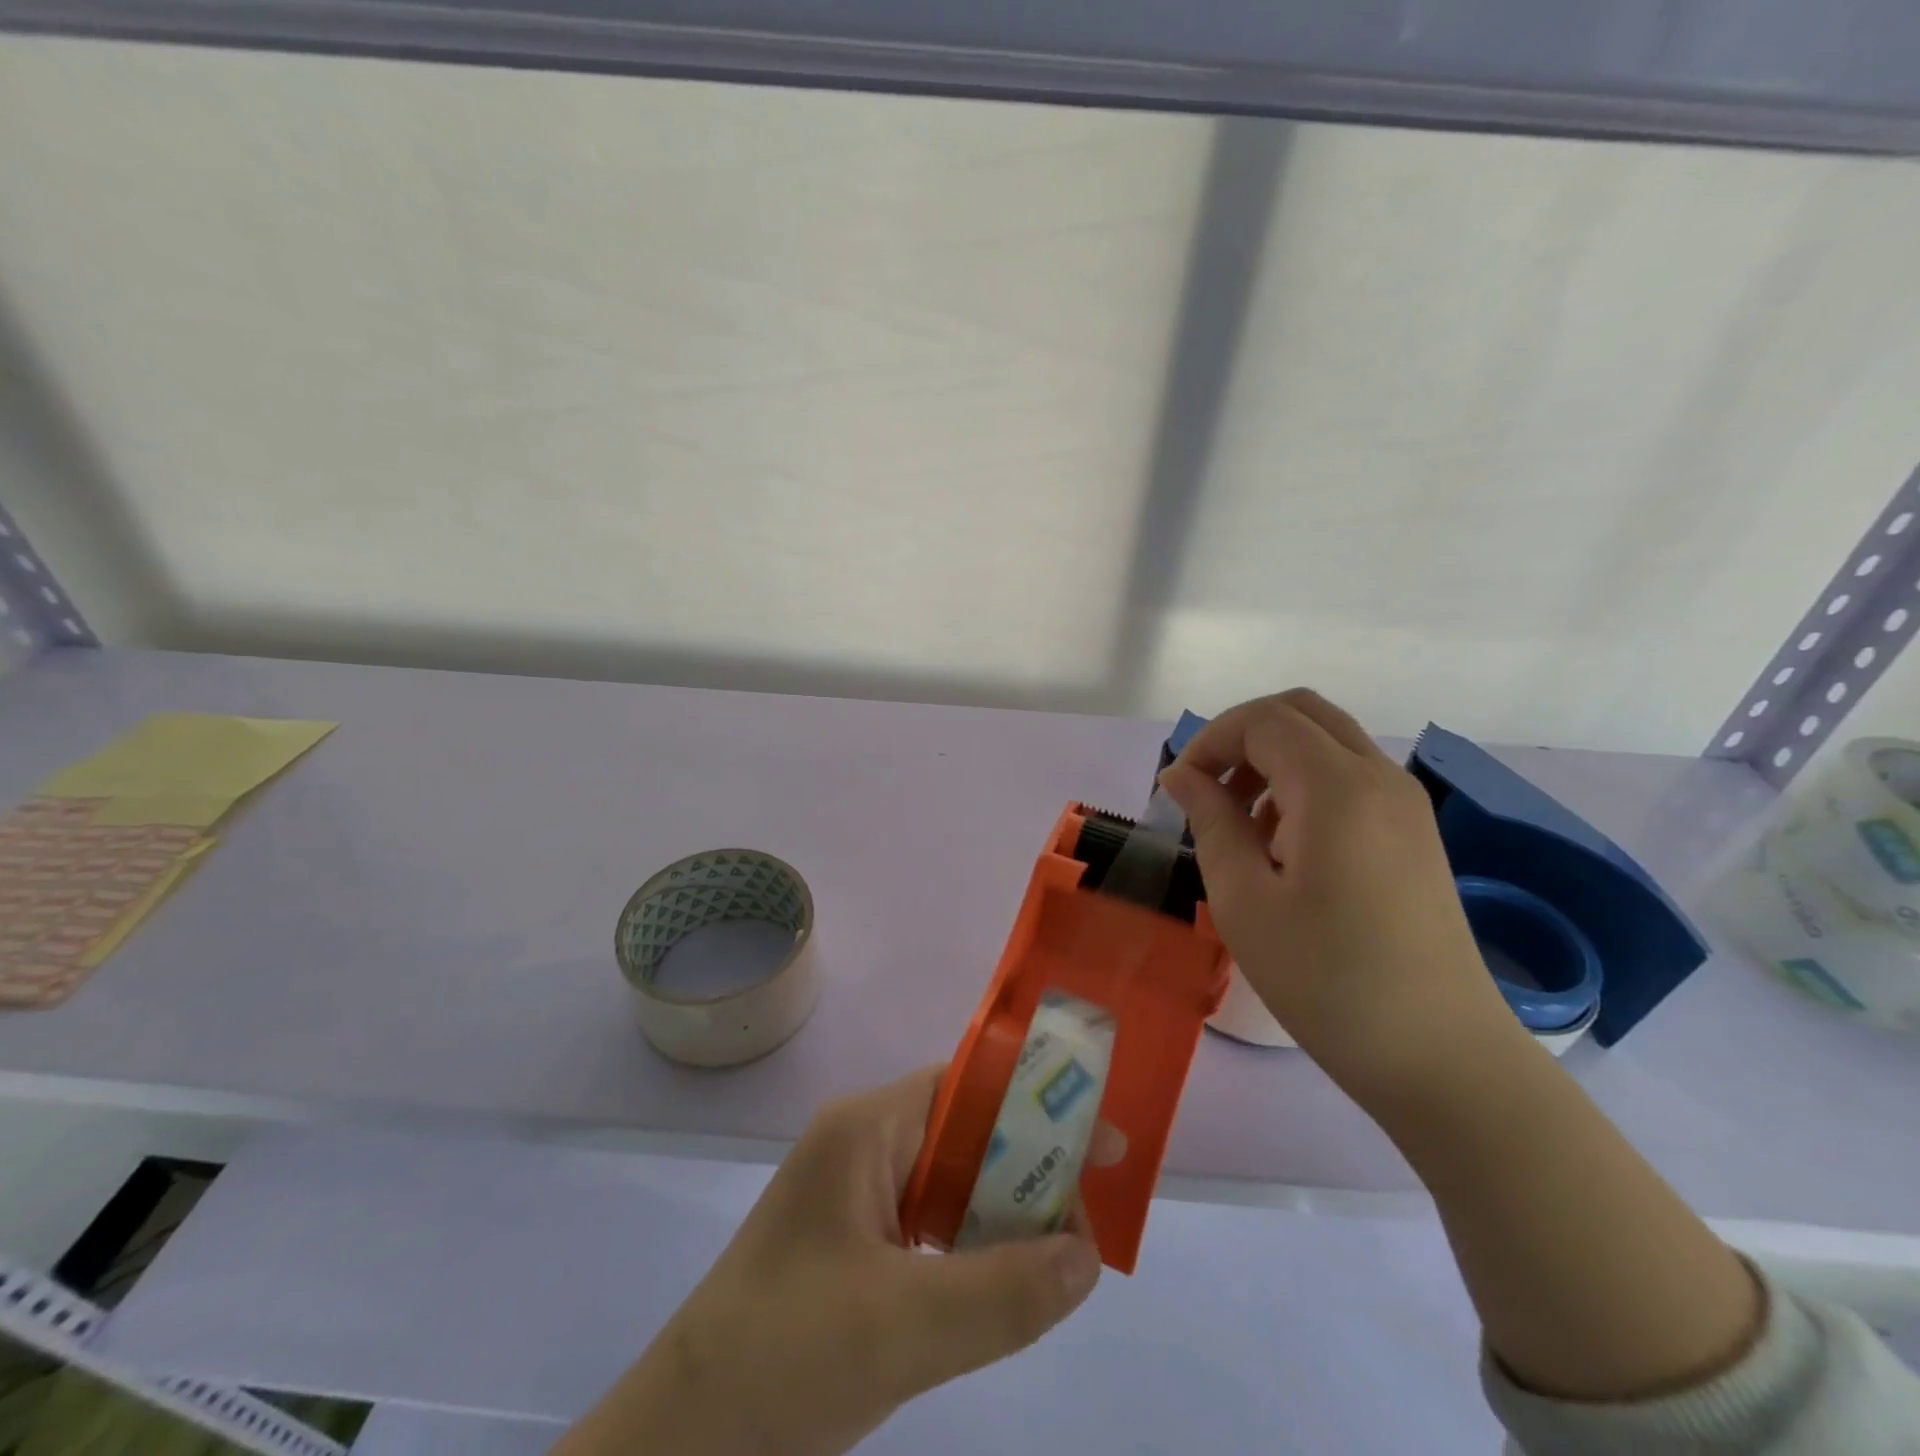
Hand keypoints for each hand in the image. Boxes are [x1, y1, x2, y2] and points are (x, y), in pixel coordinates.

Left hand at [555, 1067, 1102, 1455]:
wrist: (678, 1444)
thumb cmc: (782, 1357)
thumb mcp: (903, 1328)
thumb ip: (1002, 1291)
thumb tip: (1088, 1255)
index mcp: (866, 1129)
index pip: (967, 1089)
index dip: (1035, 1106)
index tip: (1098, 1146)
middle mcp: (862, 1144)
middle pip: (964, 1134)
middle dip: (1027, 1168)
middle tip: (1089, 1218)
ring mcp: (854, 1193)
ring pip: (949, 1183)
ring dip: (1002, 1212)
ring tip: (1062, 1252)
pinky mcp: (851, 1242)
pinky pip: (928, 1224)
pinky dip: (971, 1246)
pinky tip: (1002, 1283)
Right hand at [1159, 688, 1518, 1096]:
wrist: (1441, 1056)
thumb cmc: (1327, 980)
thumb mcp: (1243, 900)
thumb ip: (1210, 821)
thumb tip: (1182, 774)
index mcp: (1337, 788)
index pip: (1263, 719)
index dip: (1210, 740)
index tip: (1179, 790)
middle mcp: (1380, 777)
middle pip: (1301, 711)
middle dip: (1241, 736)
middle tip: (1208, 789)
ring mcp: (1406, 804)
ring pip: (1328, 740)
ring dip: (1273, 758)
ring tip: (1241, 823)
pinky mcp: (1415, 833)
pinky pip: (1351, 775)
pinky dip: (1305, 781)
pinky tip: (1285, 845)